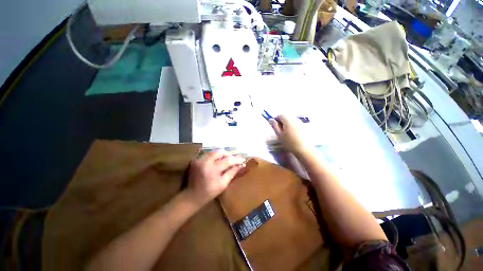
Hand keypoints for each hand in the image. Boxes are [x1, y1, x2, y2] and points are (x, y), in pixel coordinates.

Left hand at [186, 151, 245, 205]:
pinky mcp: (195, 160)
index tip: (242, 159)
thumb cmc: (209, 192)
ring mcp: (198, 160)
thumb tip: (241, 165)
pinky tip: (217, 160)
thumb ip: (232, 173)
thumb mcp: (223, 184)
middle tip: (234, 157)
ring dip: (221, 154)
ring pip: (213, 152)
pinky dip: (213, 156)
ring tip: (227, 157)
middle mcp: (205, 162)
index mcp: (212, 170)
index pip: (227, 161)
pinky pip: (207, 155)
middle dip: (228, 154)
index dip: (236, 160)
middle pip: (219, 153)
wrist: (192, 196)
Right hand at [269, 115, 309, 154]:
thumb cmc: (289, 142)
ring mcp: (301, 123)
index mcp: (288, 120)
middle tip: (280, 130)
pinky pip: (297, 123)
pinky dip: (293, 126)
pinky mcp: (305, 127)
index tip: (274, 125)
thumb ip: (274, 126)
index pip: (281, 115)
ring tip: (286, 132)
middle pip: (287, 117)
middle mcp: (295, 119)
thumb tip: (271, 119)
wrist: (304, 149)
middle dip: (282, 121)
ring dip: (288, 124)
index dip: (276, 119)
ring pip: (292, 120)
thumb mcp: (279, 135)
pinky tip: (293, 134)